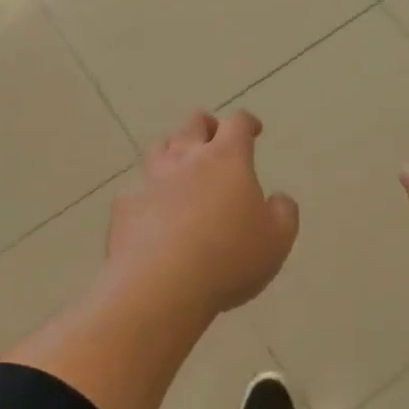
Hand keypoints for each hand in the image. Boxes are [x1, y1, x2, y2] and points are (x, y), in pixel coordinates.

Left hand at [107, 111, 299, 319]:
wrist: (159, 286)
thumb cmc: (228, 258)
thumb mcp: (277, 239)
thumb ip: (283, 212)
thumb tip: (278, 199)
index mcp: (226, 158)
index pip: (237, 123)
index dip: (247, 123)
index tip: (254, 131)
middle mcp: (186, 158)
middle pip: (193, 123)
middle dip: (207, 126)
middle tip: (215, 140)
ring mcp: (150, 180)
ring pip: (160, 148)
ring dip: (173, 151)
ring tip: (182, 169)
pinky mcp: (125, 206)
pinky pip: (137, 190)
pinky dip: (148, 195)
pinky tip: (153, 213)